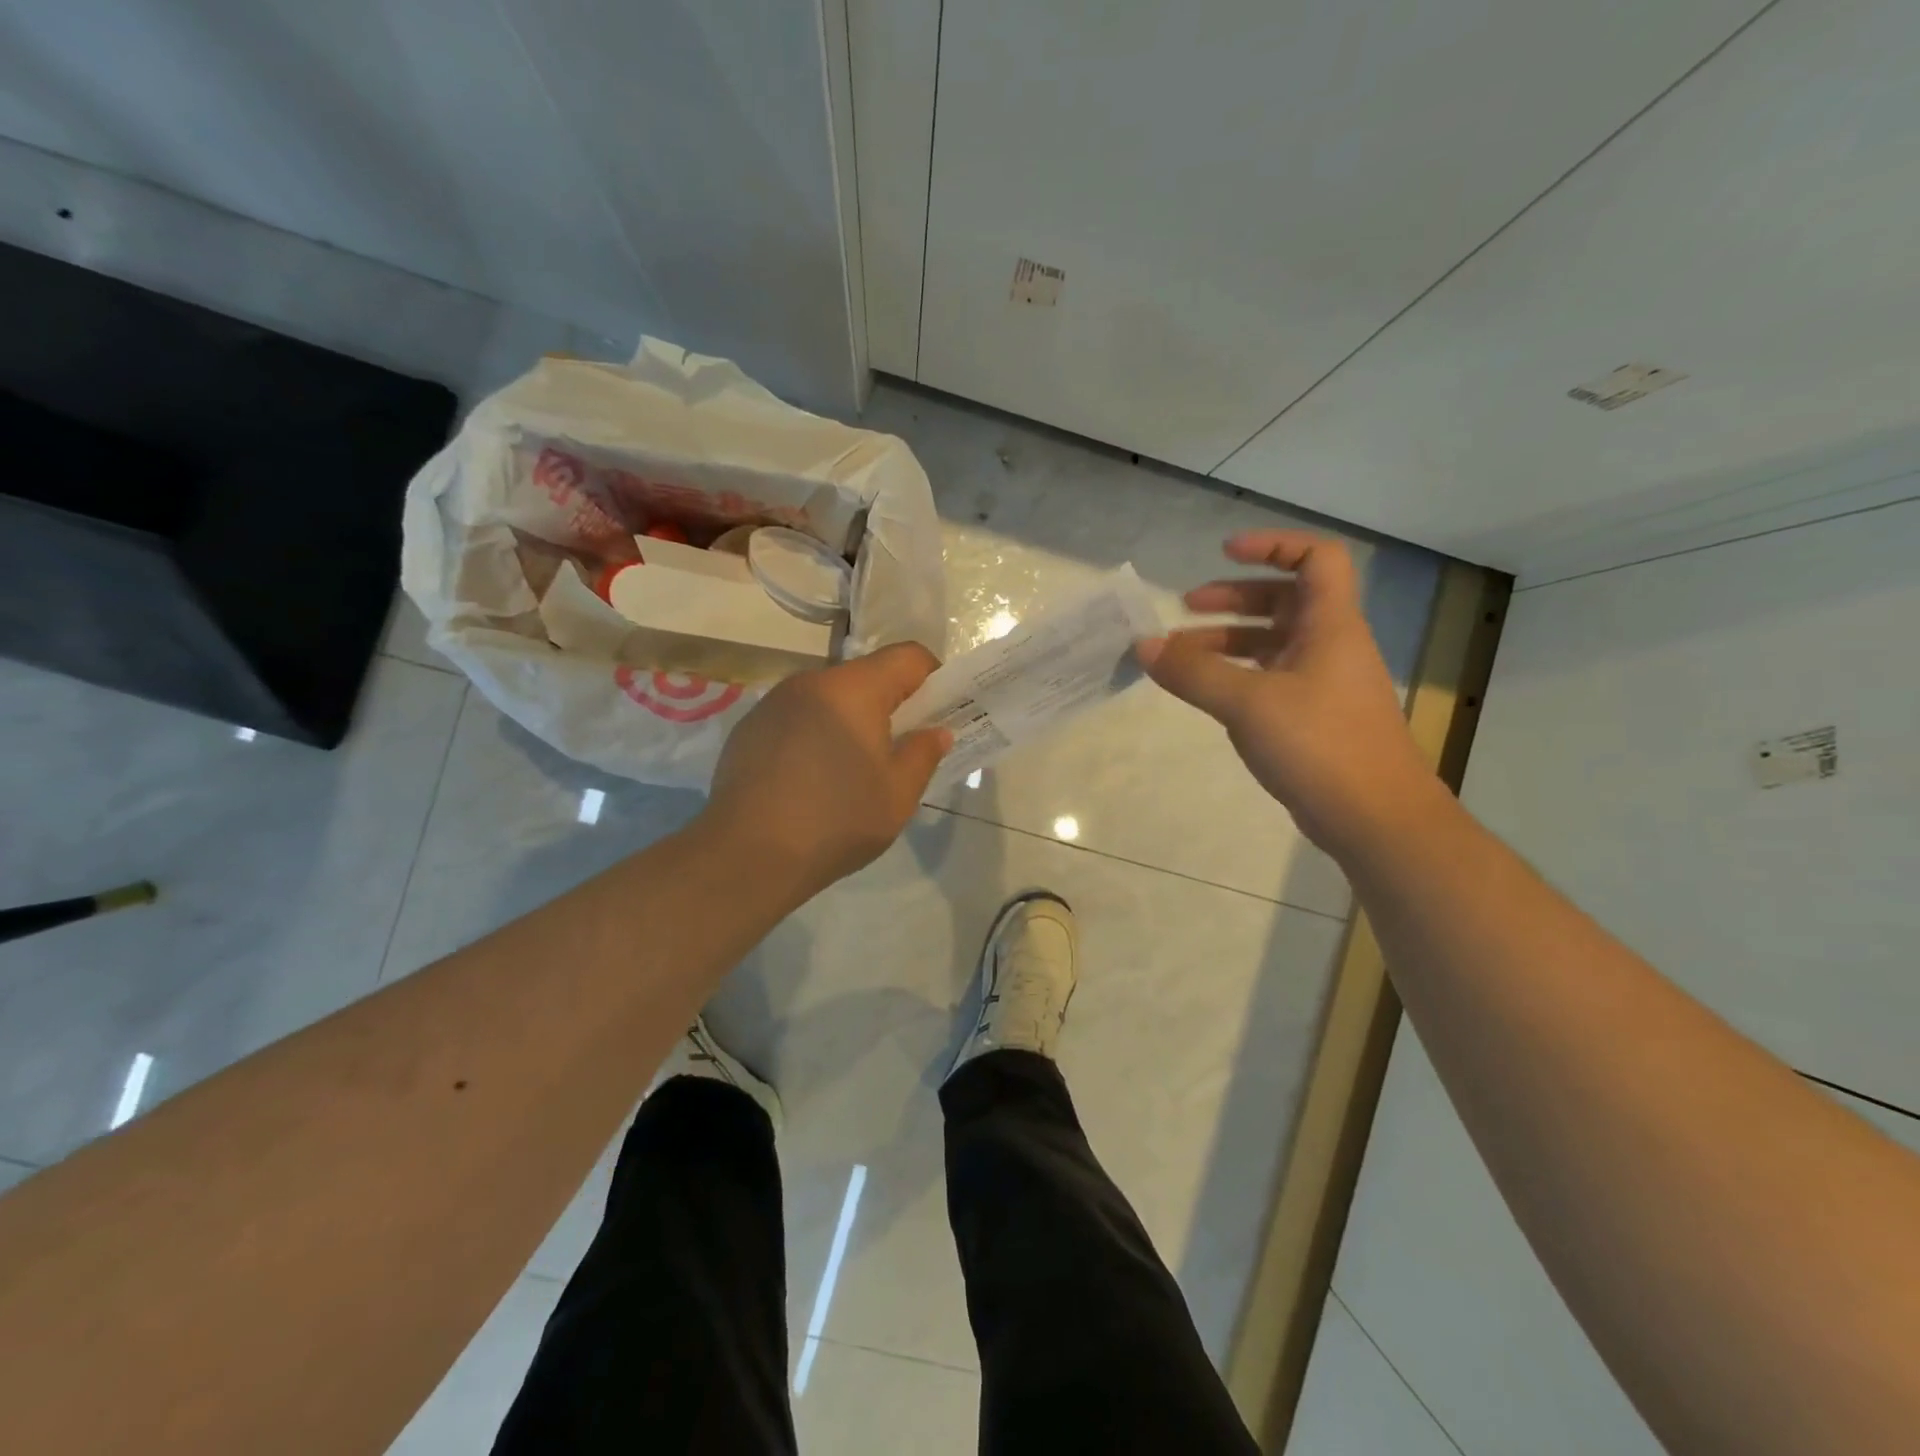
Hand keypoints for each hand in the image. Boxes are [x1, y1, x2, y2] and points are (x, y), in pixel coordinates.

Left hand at [704, 643, 951, 895]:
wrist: (747, 855)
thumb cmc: (836, 821)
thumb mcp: (898, 795)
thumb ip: (923, 754)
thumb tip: (936, 731)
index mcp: (853, 689)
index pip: (907, 656)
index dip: (933, 678)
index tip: (939, 713)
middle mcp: (811, 682)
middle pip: (865, 676)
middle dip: (890, 704)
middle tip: (900, 749)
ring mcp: (773, 703)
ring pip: (829, 698)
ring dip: (850, 720)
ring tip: (851, 770)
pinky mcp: (748, 728)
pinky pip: (797, 718)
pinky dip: (814, 735)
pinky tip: (809, 780)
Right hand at [1136, 531, 1444, 859]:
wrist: (1375, 818)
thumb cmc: (1319, 745)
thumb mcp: (1248, 704)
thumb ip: (1193, 673)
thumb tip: (1144, 645)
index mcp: (1330, 626)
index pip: (1315, 559)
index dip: (1274, 545)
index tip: (1226, 552)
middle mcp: (1330, 646)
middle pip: (1284, 601)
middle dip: (1234, 598)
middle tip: (1187, 608)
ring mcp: (1323, 684)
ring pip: (1273, 644)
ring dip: (1228, 641)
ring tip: (1180, 657)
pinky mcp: (1313, 718)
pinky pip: (1270, 679)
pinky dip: (1237, 676)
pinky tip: (1208, 694)